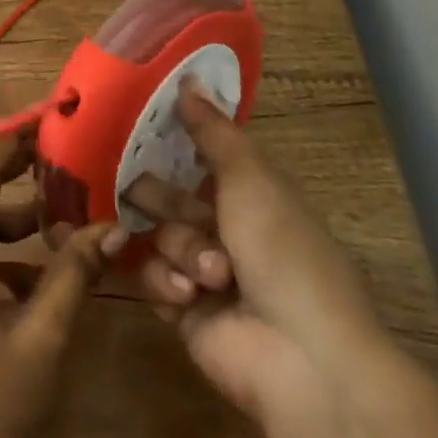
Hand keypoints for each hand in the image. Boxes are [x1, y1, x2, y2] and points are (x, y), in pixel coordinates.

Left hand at [0, 131, 123, 437]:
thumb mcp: (42, 336)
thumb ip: (73, 273)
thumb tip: (111, 226)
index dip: (13, 143)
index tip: (49, 119)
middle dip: (19, 171)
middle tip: (67, 156)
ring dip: (17, 211)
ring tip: (67, 203)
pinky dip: (8, 245)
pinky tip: (50, 261)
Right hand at [135, 84, 437, 437]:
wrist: (305, 360)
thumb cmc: (284, 252)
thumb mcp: (252, 179)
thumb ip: (213, 131)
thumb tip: (188, 77)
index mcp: (247, 194)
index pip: (197, 156)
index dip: (169, 143)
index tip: (132, 127)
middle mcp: (223, 228)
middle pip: (166, 195)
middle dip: (159, 197)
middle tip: (146, 196)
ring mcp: (201, 272)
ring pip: (159, 236)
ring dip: (180, 249)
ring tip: (210, 276)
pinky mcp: (183, 310)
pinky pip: (152, 278)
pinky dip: (169, 284)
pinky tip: (190, 297)